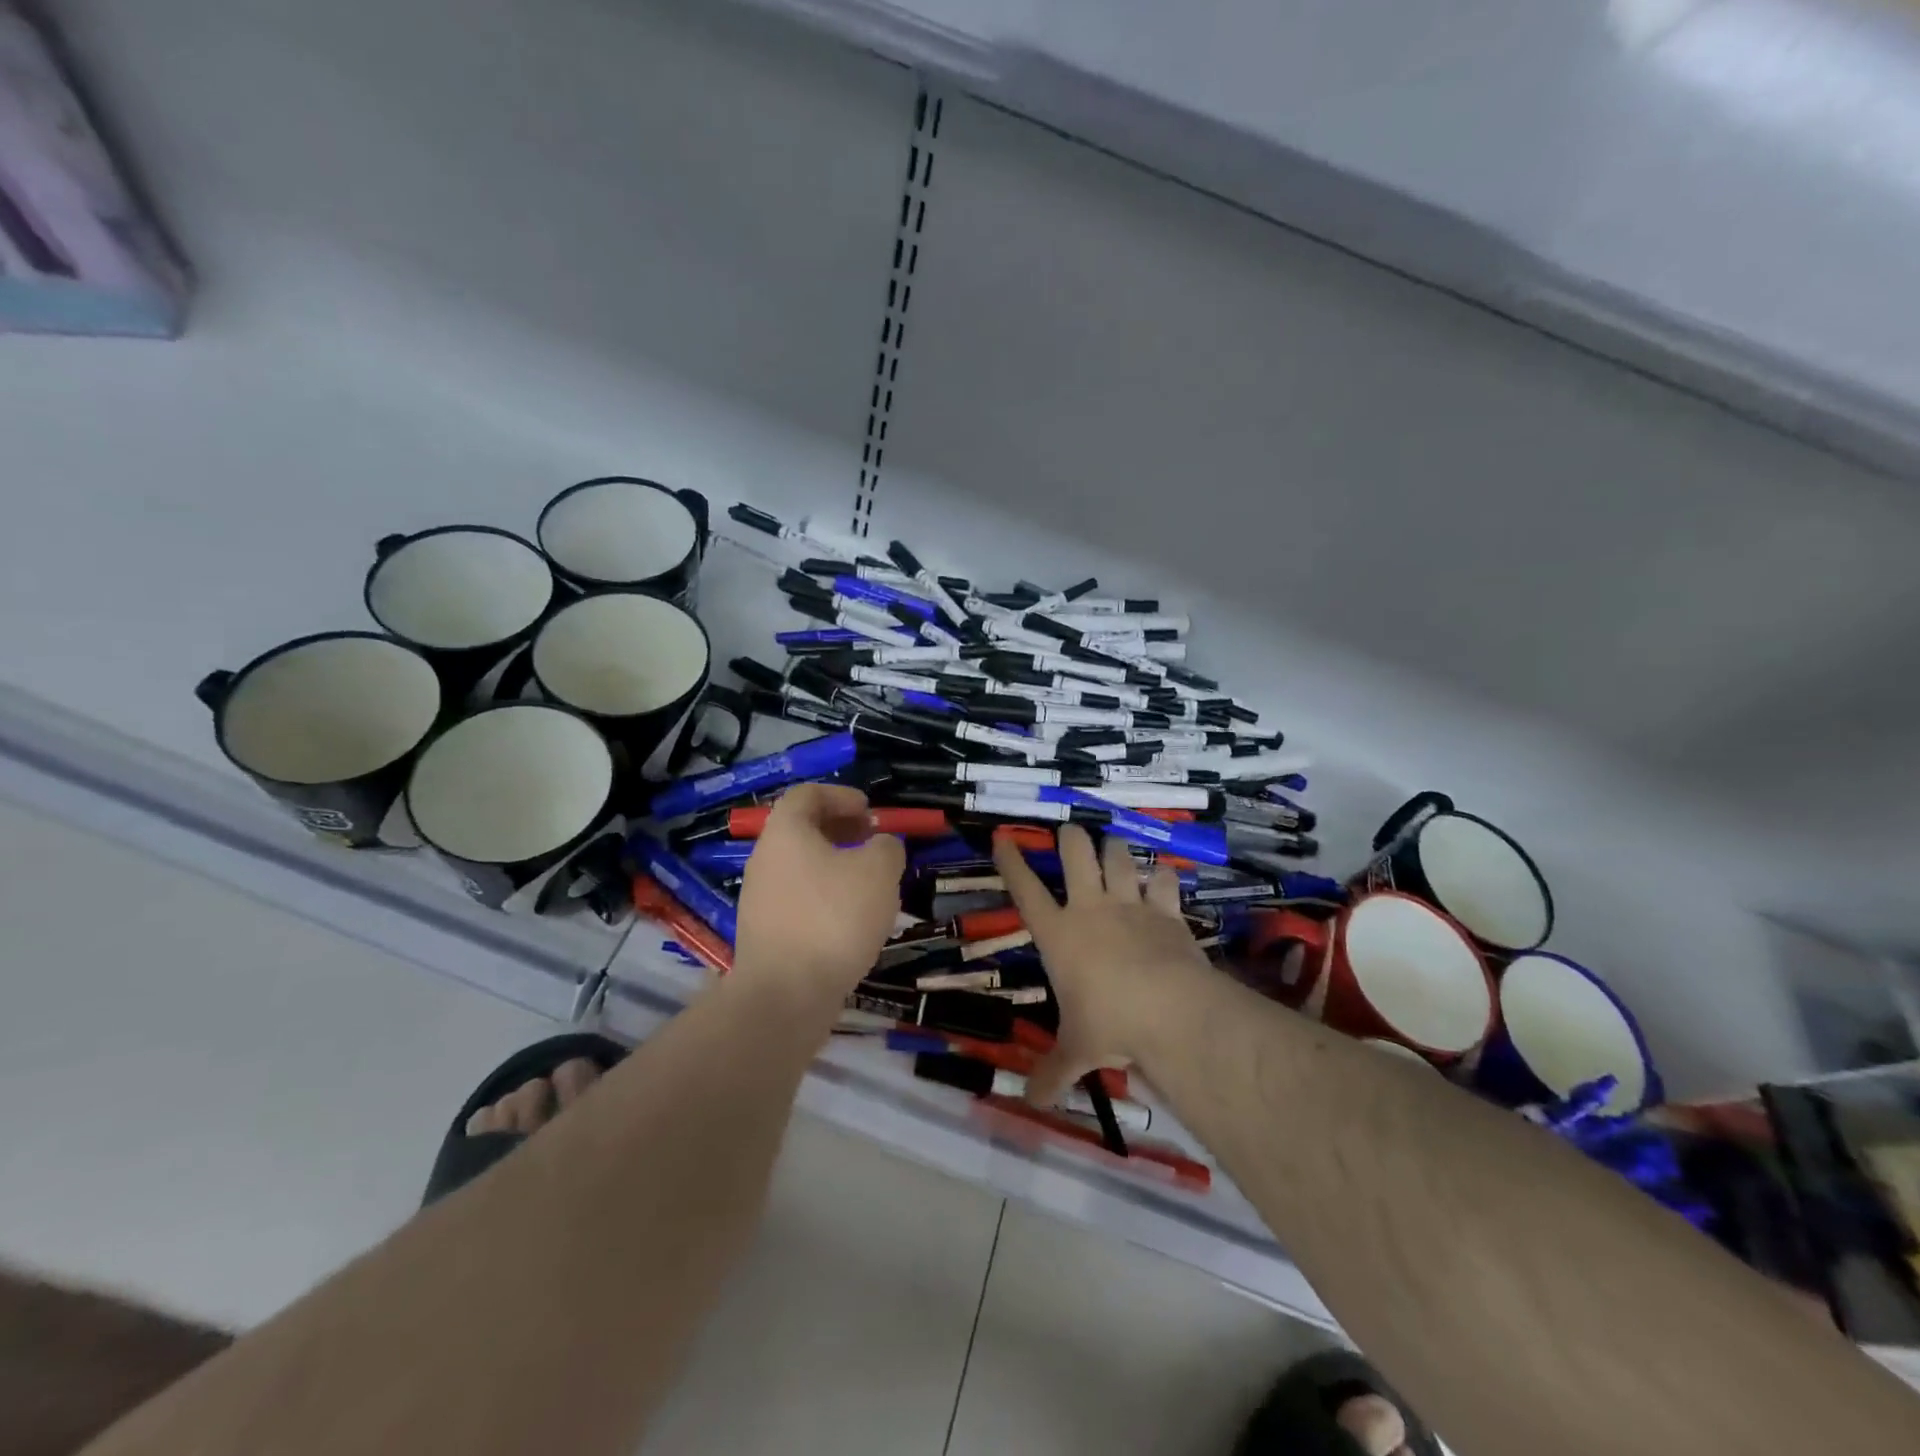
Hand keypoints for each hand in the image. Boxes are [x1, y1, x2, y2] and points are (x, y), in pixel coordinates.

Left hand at [734, 784, 904, 1001]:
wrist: (785, 995)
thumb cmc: (833, 918)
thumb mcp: (879, 871)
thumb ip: (886, 847)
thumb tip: (882, 846)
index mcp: (785, 832)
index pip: (807, 794)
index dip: (841, 796)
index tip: (870, 812)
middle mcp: (765, 859)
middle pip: (802, 830)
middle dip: (841, 831)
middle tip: (874, 844)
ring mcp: (760, 898)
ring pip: (802, 867)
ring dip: (836, 866)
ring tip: (871, 884)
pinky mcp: (766, 933)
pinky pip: (799, 899)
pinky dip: (826, 897)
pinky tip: (852, 921)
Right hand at [994, 824, 1212, 1105]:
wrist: (1168, 1009)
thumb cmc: (1109, 1024)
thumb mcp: (1076, 1051)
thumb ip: (1053, 1073)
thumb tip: (1030, 1105)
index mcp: (1058, 934)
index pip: (1025, 889)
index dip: (1012, 861)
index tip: (1004, 837)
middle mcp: (1091, 908)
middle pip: (1075, 854)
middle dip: (1071, 838)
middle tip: (1070, 834)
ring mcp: (1130, 905)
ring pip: (1118, 856)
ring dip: (1115, 849)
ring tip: (1113, 847)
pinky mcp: (1166, 911)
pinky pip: (1163, 881)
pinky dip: (1162, 878)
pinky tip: (1161, 879)